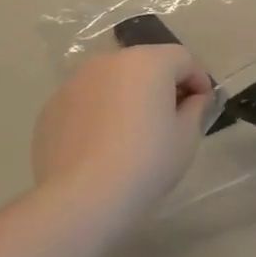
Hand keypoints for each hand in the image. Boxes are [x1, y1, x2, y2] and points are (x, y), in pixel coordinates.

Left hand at [32, 46, 215, 215]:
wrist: (82, 198)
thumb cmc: (146, 162)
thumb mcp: (186, 137)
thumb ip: (196, 108)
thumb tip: (194, 99)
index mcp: (148, 61)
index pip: (183, 58)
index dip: (199, 80)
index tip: (203, 107)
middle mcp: (109, 60)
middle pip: (146, 64)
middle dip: (162, 85)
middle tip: (170, 119)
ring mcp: (76, 81)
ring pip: (113, 81)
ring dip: (128, 96)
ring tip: (132, 133)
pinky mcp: (52, 106)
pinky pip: (87, 101)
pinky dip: (99, 113)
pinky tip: (101, 146)